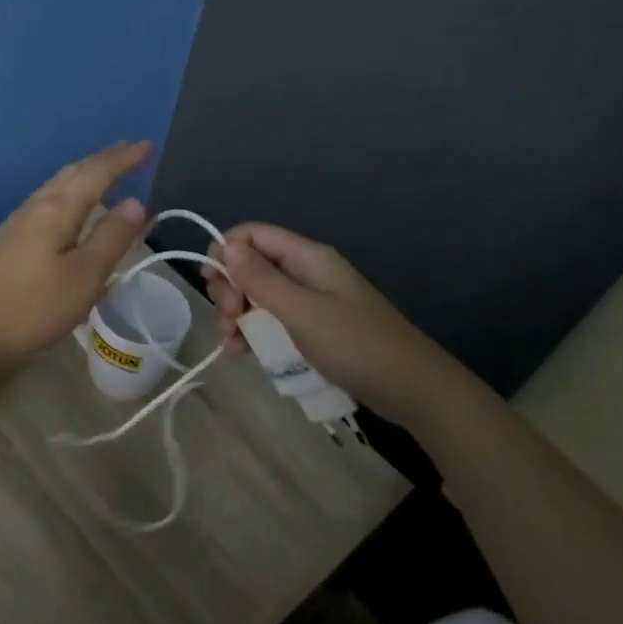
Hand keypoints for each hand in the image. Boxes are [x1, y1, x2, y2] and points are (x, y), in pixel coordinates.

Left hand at [0, 141, 151, 371]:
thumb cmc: (33, 308)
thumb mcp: (84, 276)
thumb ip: (111, 237)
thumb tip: (136, 201)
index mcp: (56, 210)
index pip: (96, 174)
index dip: (123, 159)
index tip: (148, 146)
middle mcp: (35, 208)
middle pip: (73, 174)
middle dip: (102, 162)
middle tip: (129, 152)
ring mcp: (18, 226)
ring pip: (57, 188)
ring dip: (84, 177)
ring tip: (104, 176)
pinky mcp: (10, 245)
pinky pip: (47, 205)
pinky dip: (69, 197)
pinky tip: (71, 214)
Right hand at [206, 222, 451, 426]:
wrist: (411, 388)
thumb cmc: (354, 344)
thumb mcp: (300, 311)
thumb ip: (260, 278)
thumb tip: (225, 246)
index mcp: (307, 257)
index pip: (252, 235)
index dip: (225, 252)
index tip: (212, 285)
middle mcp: (306, 272)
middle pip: (252, 266)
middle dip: (230, 289)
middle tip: (229, 320)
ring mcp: (310, 302)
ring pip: (259, 296)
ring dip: (238, 315)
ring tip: (233, 343)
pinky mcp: (313, 329)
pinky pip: (273, 322)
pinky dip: (254, 333)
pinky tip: (242, 353)